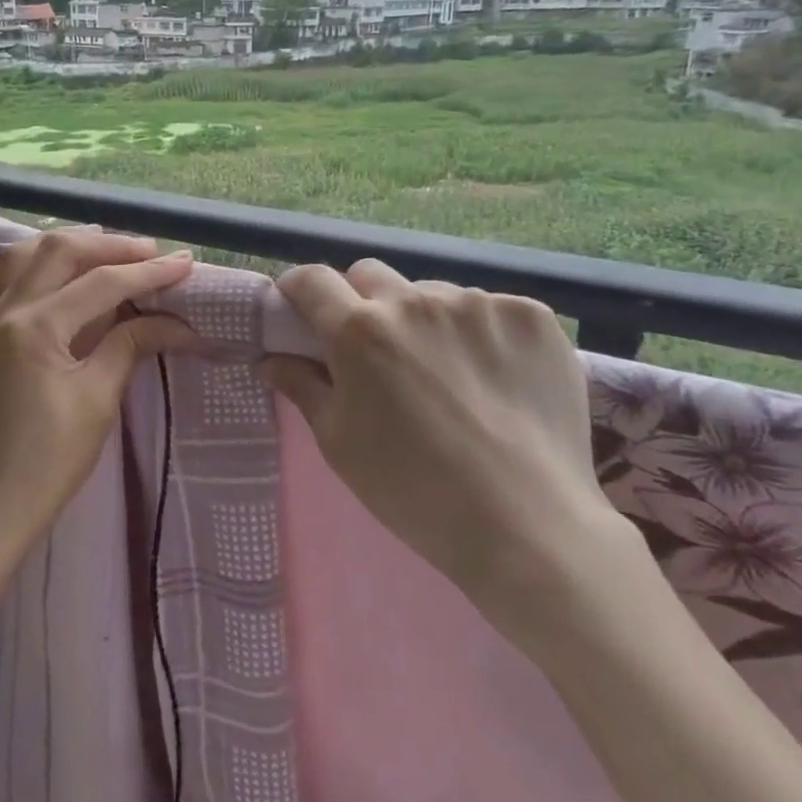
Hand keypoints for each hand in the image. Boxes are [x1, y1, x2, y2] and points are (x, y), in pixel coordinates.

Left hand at [0, 227, 194, 580]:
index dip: (149, 272)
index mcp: (37, 327)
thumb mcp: (97, 402)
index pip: (103, 284)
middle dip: (109, 246)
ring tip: (98, 245)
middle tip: (148, 252)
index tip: (184, 263)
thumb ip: (129, 347)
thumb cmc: (47, 465)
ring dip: (59, 245)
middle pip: (59, 254)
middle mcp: (3, 312)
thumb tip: (176, 322)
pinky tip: (0, 251)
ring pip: (17, 259)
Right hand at [260, 259, 623, 642]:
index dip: (298, 288)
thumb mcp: (339, 442)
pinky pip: (488, 309)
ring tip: (446, 373)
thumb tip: (270, 359)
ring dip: (424, 319)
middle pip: (370, 275)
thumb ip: (302, 387)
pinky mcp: (531, 316)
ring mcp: (479, 304)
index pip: (313, 280)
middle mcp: (416, 301)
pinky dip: (479, 332)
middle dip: (360, 301)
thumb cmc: (412, 490)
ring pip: (432, 293)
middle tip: (374, 348)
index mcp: (360, 330)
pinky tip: (494, 377)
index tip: (299, 307)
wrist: (526, 526)